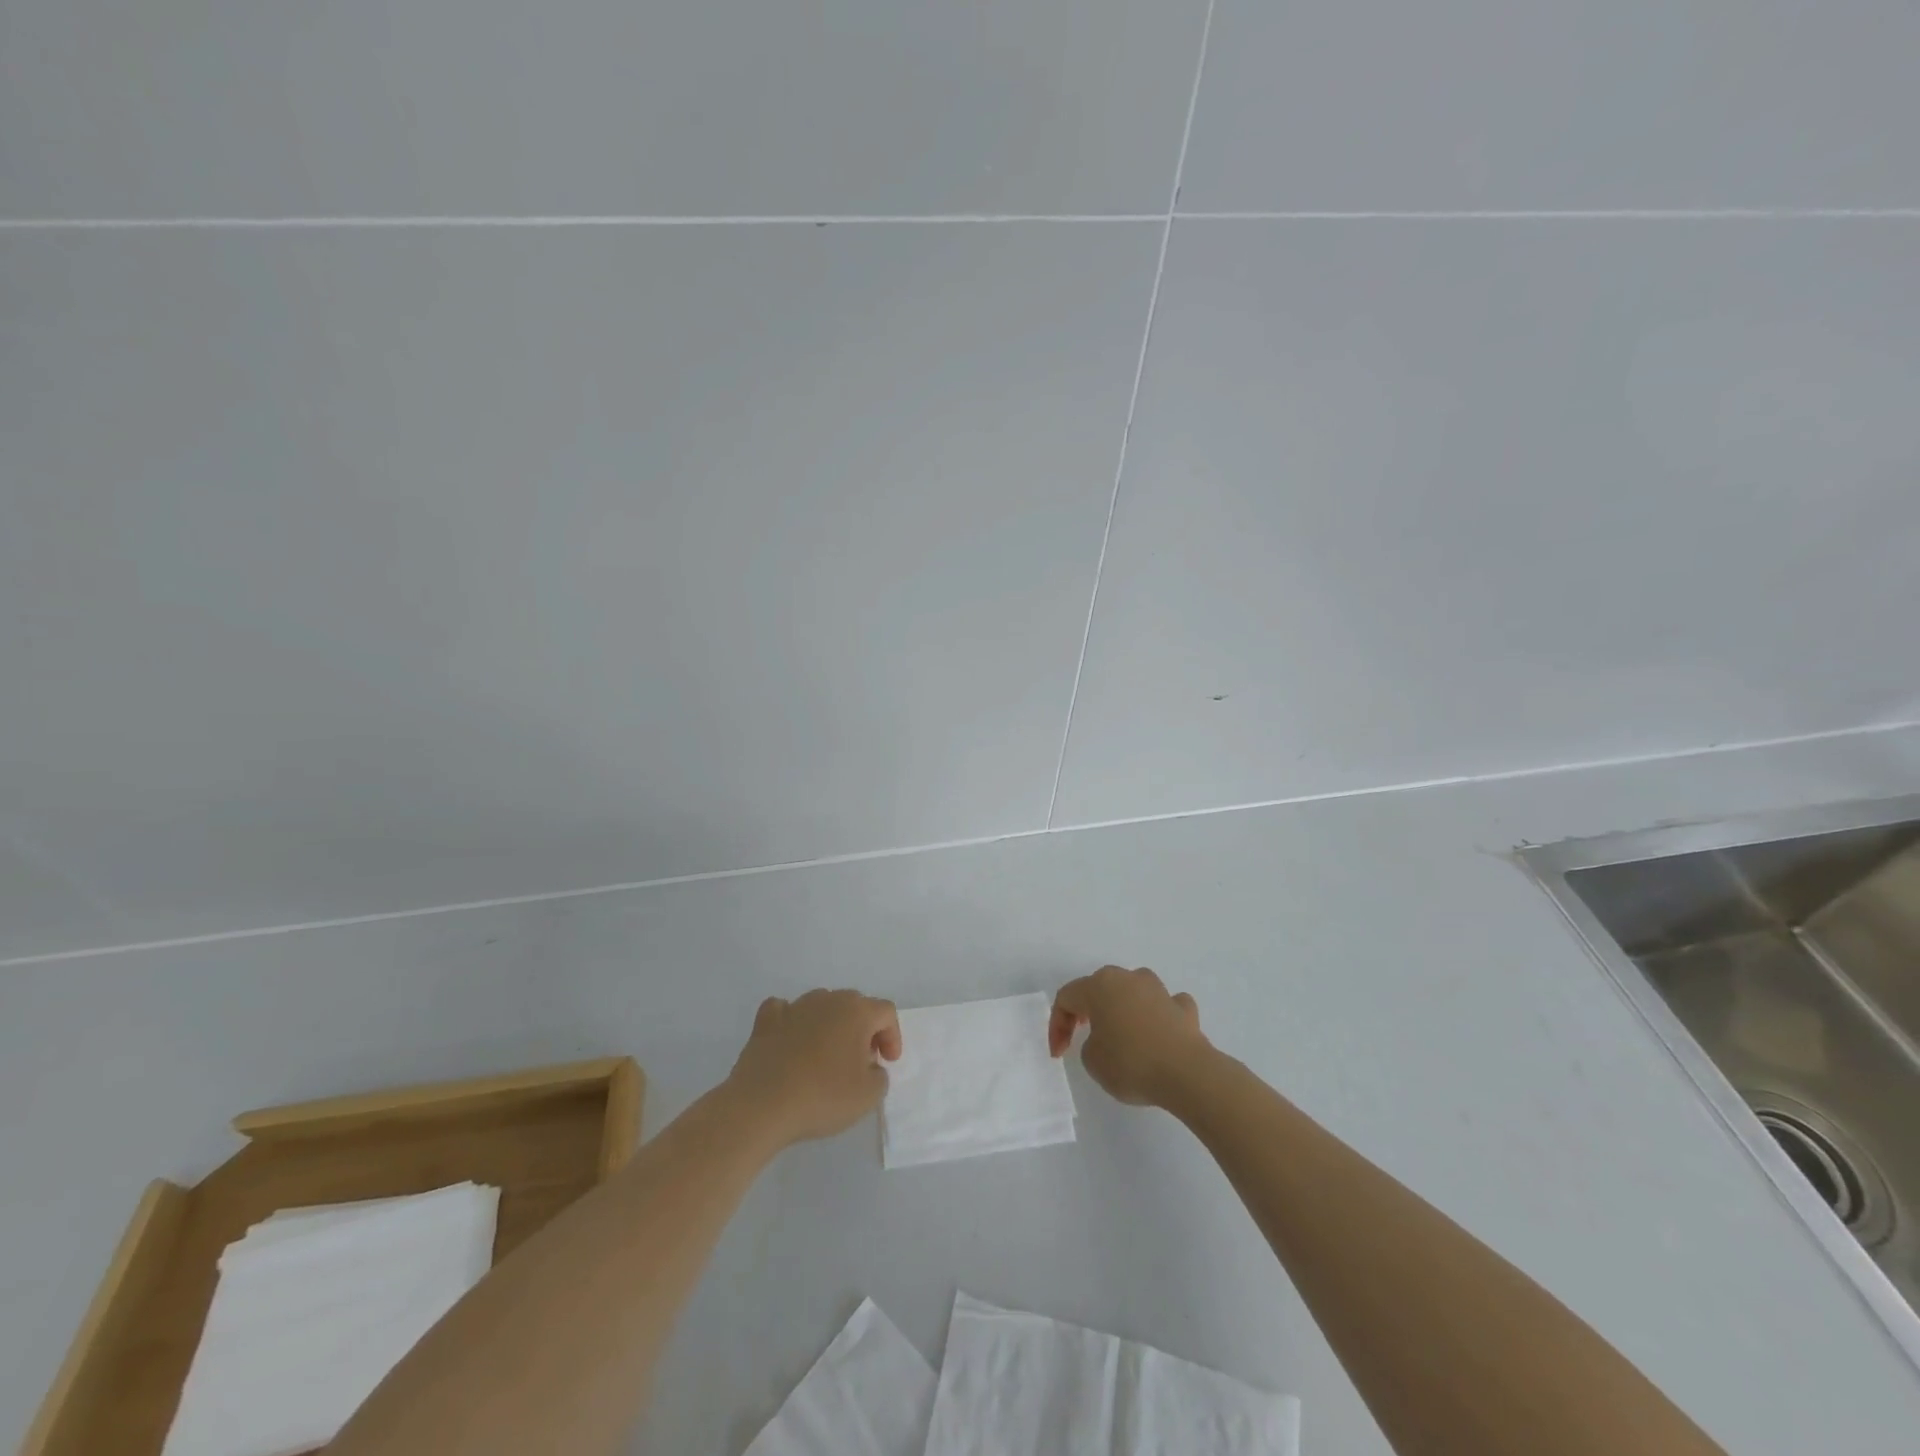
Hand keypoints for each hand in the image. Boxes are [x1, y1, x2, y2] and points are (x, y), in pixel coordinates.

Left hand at [725, 989, 902, 1147]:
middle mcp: (827, 1000)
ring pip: (822, 1005)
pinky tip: (793, 1039)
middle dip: (864, 1029)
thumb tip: (869, 1066)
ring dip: (831, 1024)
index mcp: (856, 1011)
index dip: (892, 1035)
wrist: (762, 1105)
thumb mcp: (868, 1096)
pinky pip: (785, 1010)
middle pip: (855, 1004)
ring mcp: (794, 1007)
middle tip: (862, 1060)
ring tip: (828, 1055)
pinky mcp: (766, 1021)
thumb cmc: (822, 1096)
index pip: (886, 1012)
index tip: (887, 1062)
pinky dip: (793, 1021)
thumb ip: (880, 1075)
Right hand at [1050, 966, 1211, 1107]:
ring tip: (1121, 1034)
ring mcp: (1159, 990)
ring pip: (1133, 991)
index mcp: (1100, 986)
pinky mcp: (1184, 1008)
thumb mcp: (1092, 1061)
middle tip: (1082, 1035)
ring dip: (1123, 1008)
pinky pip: (1165, 1005)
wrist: (1187, 1073)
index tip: (1059, 1054)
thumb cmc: (1130, 1063)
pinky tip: (1159, 1034)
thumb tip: (1107, 1038)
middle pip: (1099, 988)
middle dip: (1088, 1010)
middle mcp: (1128, 978)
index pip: (1067, 997)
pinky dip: (1159, 1016)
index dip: (1057, 1025)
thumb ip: (1090, 1043)